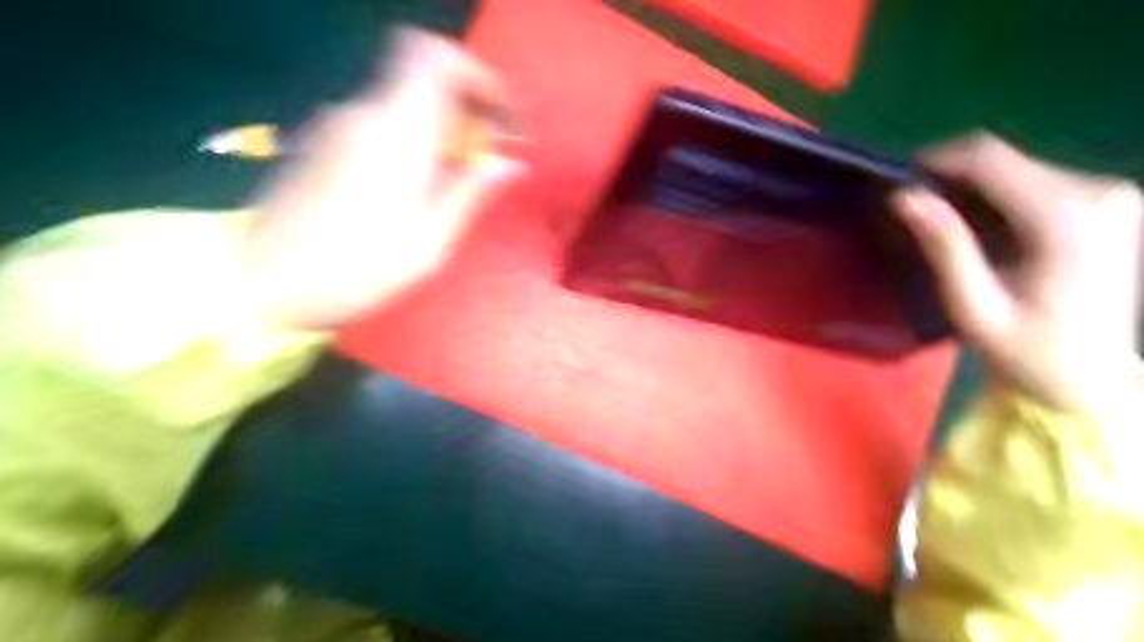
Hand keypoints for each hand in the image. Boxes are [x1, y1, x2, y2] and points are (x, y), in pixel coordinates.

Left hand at [249, 27, 524, 328]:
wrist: (261, 281)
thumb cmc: (356, 270)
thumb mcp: (429, 241)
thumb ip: (469, 192)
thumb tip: (507, 162)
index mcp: (398, 133)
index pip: (433, 56)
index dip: (474, 74)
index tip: (497, 115)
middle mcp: (365, 114)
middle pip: (424, 82)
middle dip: (464, 112)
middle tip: (484, 160)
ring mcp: (338, 125)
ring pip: (403, 106)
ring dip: (437, 131)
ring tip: (451, 182)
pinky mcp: (323, 142)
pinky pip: (380, 124)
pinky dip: (409, 141)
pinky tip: (412, 188)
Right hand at [892, 135, 1143, 415]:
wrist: (1088, 378)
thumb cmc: (1024, 350)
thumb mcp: (973, 306)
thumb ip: (944, 247)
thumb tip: (904, 197)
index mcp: (1068, 218)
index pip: (991, 160)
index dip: (937, 161)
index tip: (900, 181)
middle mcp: (1099, 193)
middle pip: (1006, 159)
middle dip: (952, 176)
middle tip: (916, 210)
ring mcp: (1110, 196)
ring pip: (1018, 166)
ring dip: (973, 187)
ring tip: (942, 222)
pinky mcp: (1108, 204)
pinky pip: (1036, 180)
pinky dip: (997, 195)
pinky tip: (980, 227)